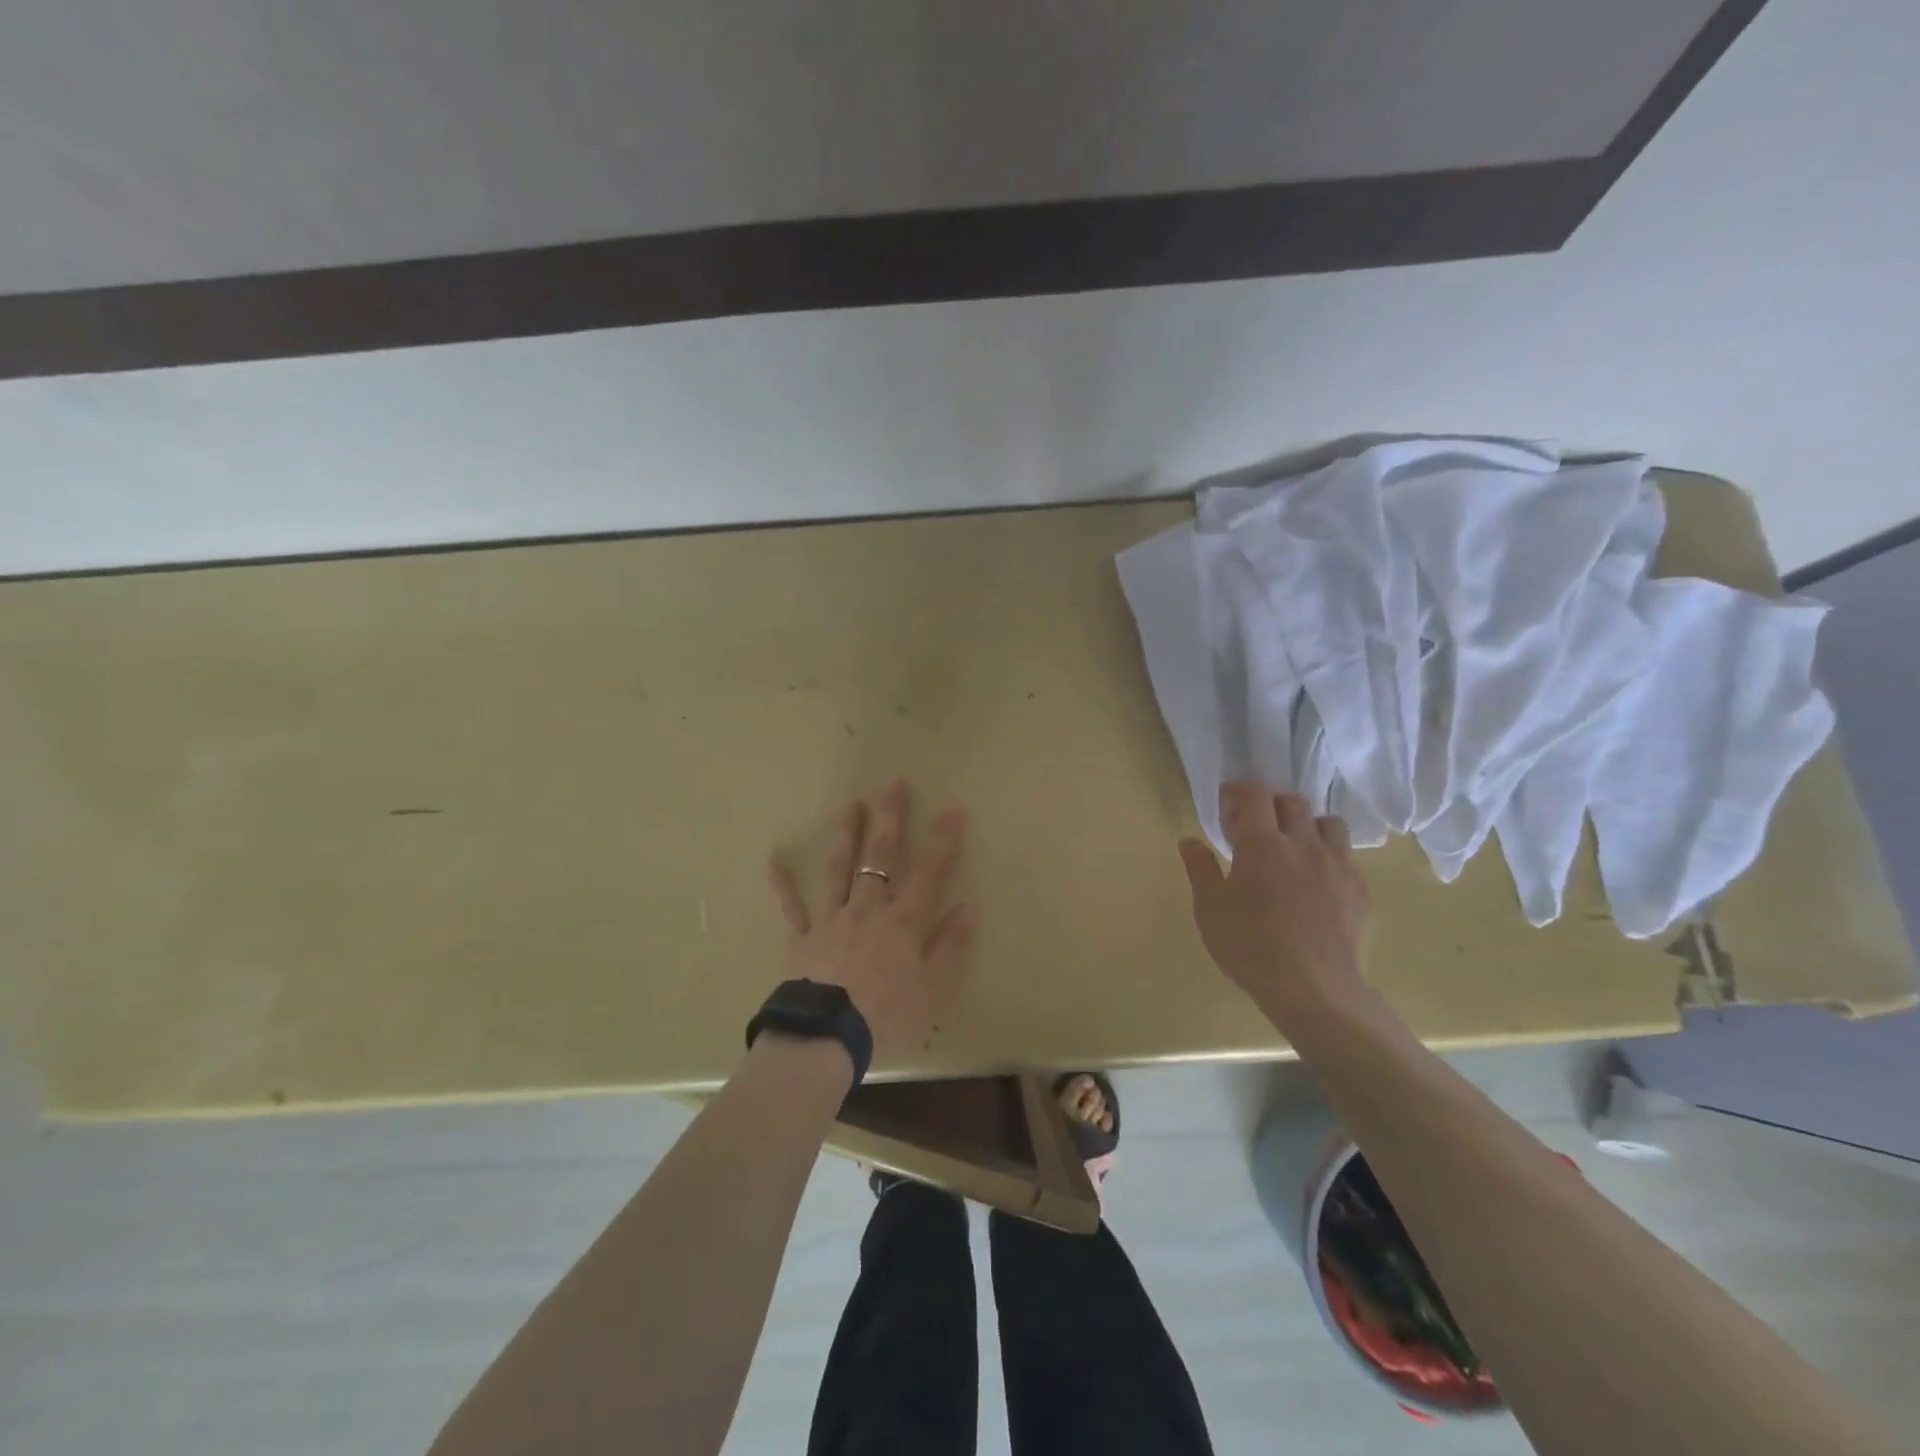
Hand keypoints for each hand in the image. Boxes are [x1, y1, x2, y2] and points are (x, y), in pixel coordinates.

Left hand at [766, 779, 975, 1061]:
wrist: (826, 1037)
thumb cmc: (885, 1016)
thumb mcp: (932, 988)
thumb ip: (950, 945)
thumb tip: (968, 905)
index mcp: (902, 922)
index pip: (928, 872)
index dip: (942, 840)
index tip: (952, 809)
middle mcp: (867, 909)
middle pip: (879, 857)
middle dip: (890, 819)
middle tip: (893, 783)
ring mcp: (831, 919)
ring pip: (839, 868)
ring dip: (846, 834)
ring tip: (850, 804)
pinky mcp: (802, 937)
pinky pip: (792, 907)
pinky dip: (782, 884)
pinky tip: (773, 861)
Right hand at [1178, 783, 1371, 1029]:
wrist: (1314, 990)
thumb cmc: (1250, 946)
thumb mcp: (1210, 909)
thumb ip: (1200, 869)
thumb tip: (1190, 841)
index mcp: (1262, 844)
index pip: (1254, 795)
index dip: (1239, 791)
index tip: (1228, 802)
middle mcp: (1304, 844)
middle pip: (1292, 802)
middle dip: (1271, 806)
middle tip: (1255, 827)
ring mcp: (1338, 865)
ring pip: (1328, 823)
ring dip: (1307, 825)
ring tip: (1294, 848)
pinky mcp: (1360, 890)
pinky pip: (1346, 857)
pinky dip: (1329, 857)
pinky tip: (1317, 882)